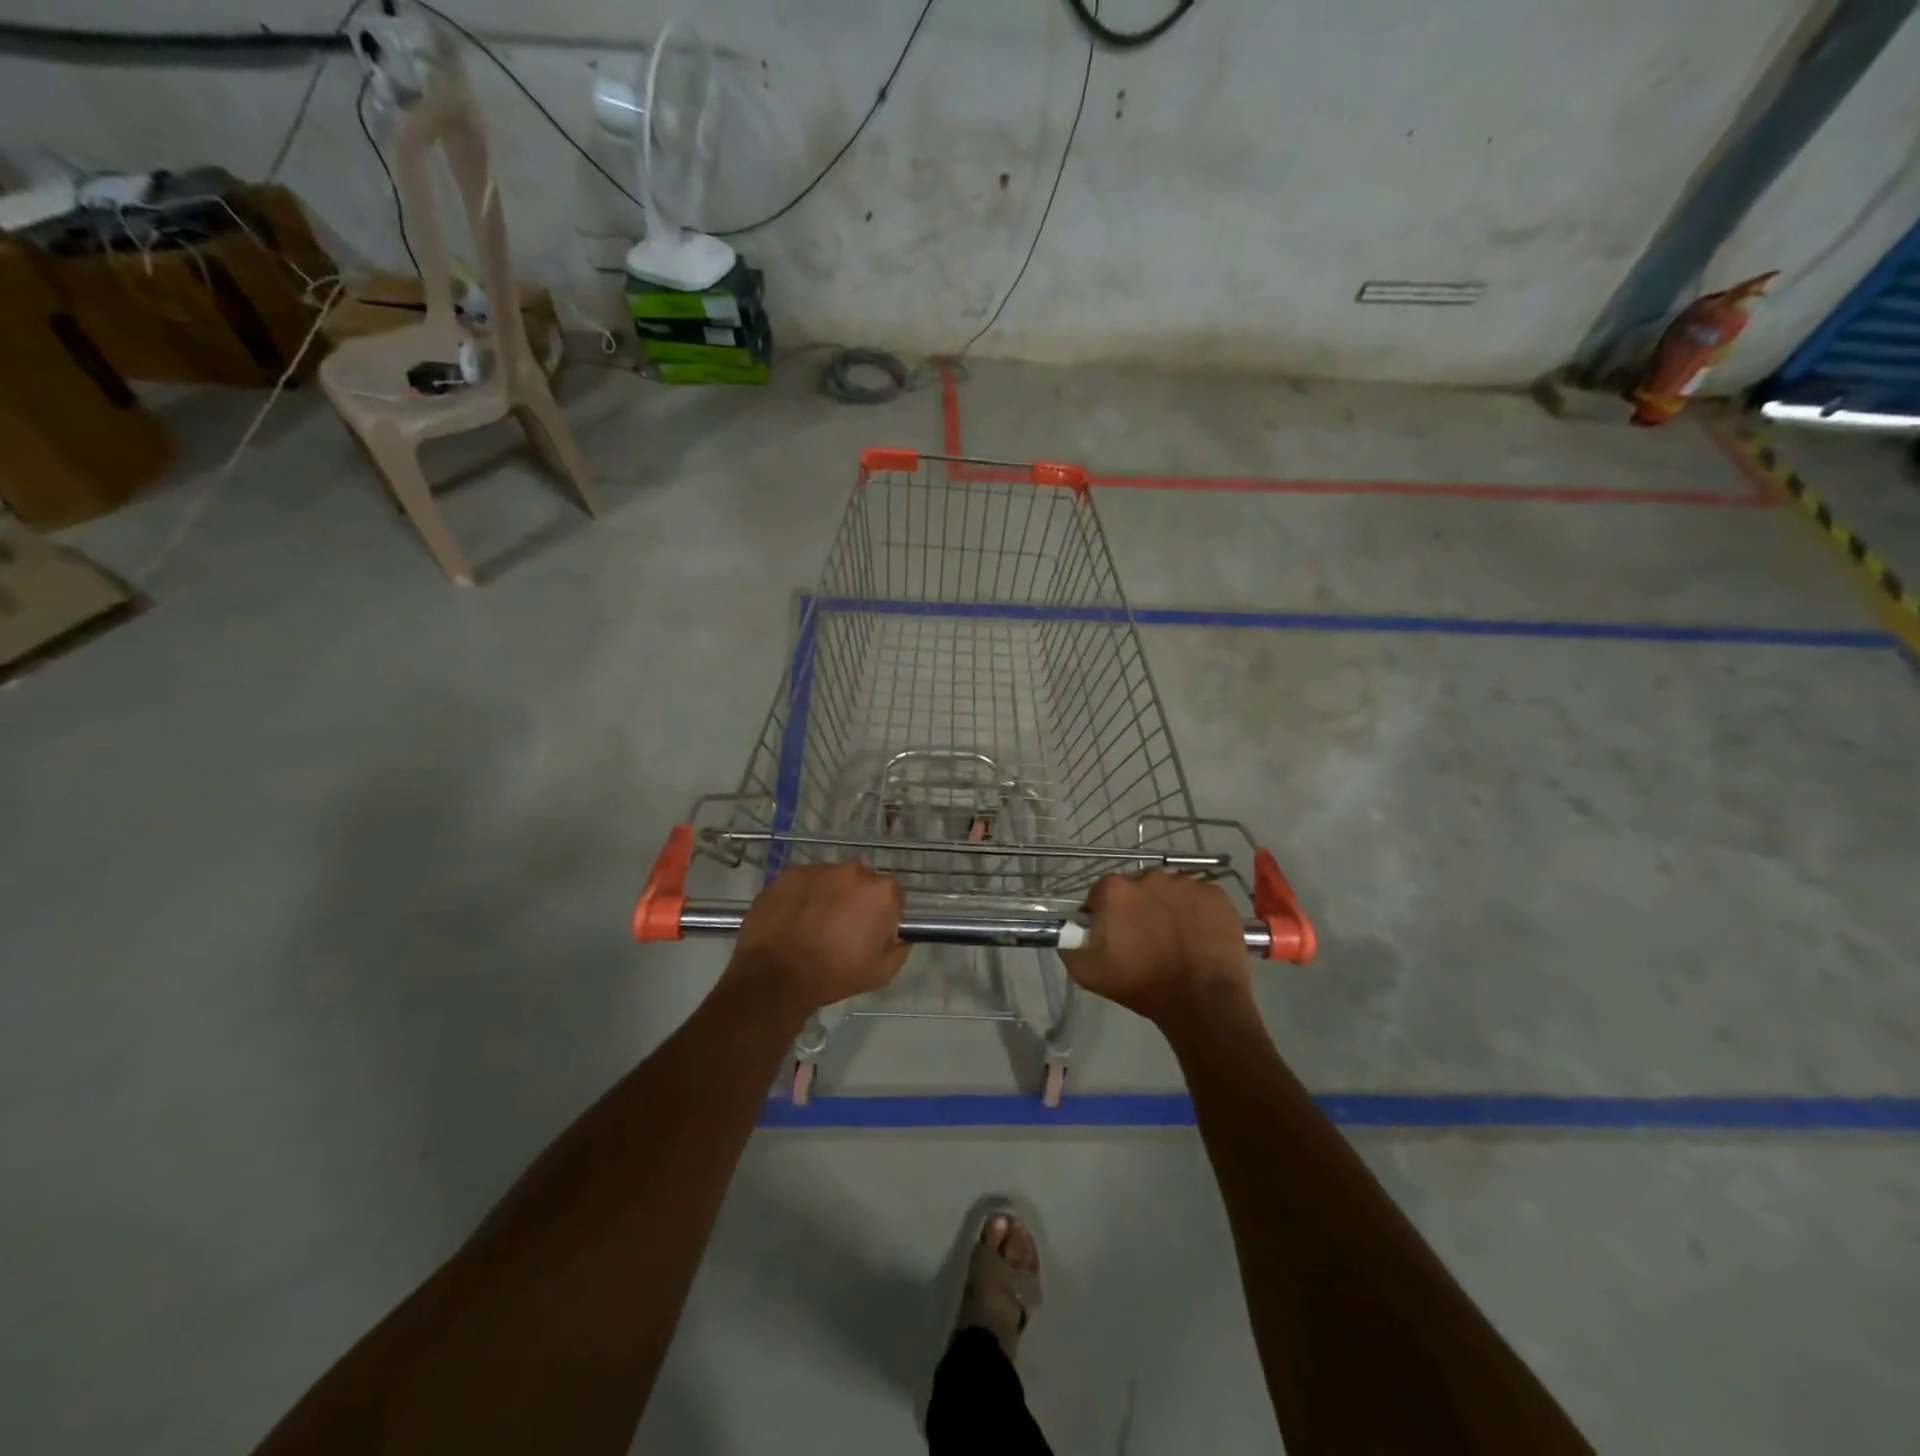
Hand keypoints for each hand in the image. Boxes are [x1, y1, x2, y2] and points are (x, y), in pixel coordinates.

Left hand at [728, 862, 909, 1014]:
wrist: (777, 976)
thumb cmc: (835, 974)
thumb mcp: (881, 972)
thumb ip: (898, 948)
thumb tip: (898, 936)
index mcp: (881, 892)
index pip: (892, 896)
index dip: (883, 915)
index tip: (870, 933)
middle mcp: (854, 871)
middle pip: (861, 883)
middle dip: (855, 900)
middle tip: (841, 928)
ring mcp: (819, 869)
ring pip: (831, 880)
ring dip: (827, 896)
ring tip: (812, 924)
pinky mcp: (789, 873)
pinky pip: (803, 882)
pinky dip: (802, 895)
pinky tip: (792, 919)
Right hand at [1060, 871, 1250, 1026]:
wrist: (1201, 1001)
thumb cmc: (1141, 985)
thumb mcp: (1087, 973)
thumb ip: (1069, 944)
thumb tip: (1070, 930)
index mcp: (1115, 890)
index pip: (1101, 895)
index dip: (1105, 915)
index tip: (1113, 937)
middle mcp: (1149, 876)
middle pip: (1137, 889)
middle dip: (1137, 909)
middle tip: (1145, 940)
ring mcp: (1186, 883)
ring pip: (1169, 892)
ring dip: (1167, 909)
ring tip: (1175, 940)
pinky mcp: (1216, 895)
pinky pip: (1199, 898)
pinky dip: (1196, 913)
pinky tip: (1198, 937)